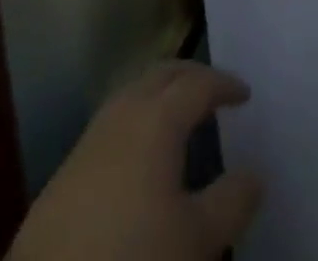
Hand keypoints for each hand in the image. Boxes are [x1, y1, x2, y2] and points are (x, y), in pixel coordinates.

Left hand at [6, 61, 263, 260]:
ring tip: (180, 118)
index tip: (245, 94)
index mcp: (157, 118)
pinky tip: (140, 158)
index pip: (198, 83)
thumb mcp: (197, 239)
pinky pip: (110, 126)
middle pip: (162, 75)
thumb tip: (254, 173)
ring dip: (160, 96)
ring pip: (132, 95)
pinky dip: (136, 123)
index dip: (225, 84)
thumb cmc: (133, 257)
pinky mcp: (64, 174)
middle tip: (214, 91)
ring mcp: (88, 141)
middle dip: (191, 76)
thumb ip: (232, 201)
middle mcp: (122, 114)